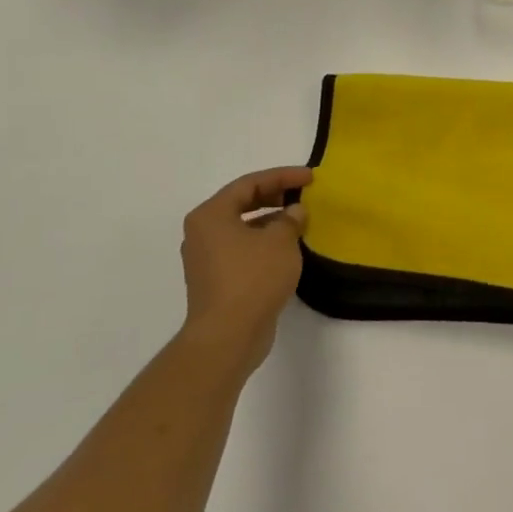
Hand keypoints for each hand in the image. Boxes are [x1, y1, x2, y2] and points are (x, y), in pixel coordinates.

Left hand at [179, 167, 312, 373]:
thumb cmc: (253, 278)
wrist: (228, 335)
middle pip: (242, 203)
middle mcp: (202, 232)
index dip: (282, 176)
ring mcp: (207, 258)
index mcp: (211, 215)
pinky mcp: (216, 279)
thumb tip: (294, 212)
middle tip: (304, 195)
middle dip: (275, 196)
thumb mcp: (280, 241)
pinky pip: (243, 248)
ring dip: (271, 221)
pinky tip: (287, 249)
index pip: (249, 183)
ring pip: (243, 227)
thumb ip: (290, 219)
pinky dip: (264, 242)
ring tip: (300, 221)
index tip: (310, 177)